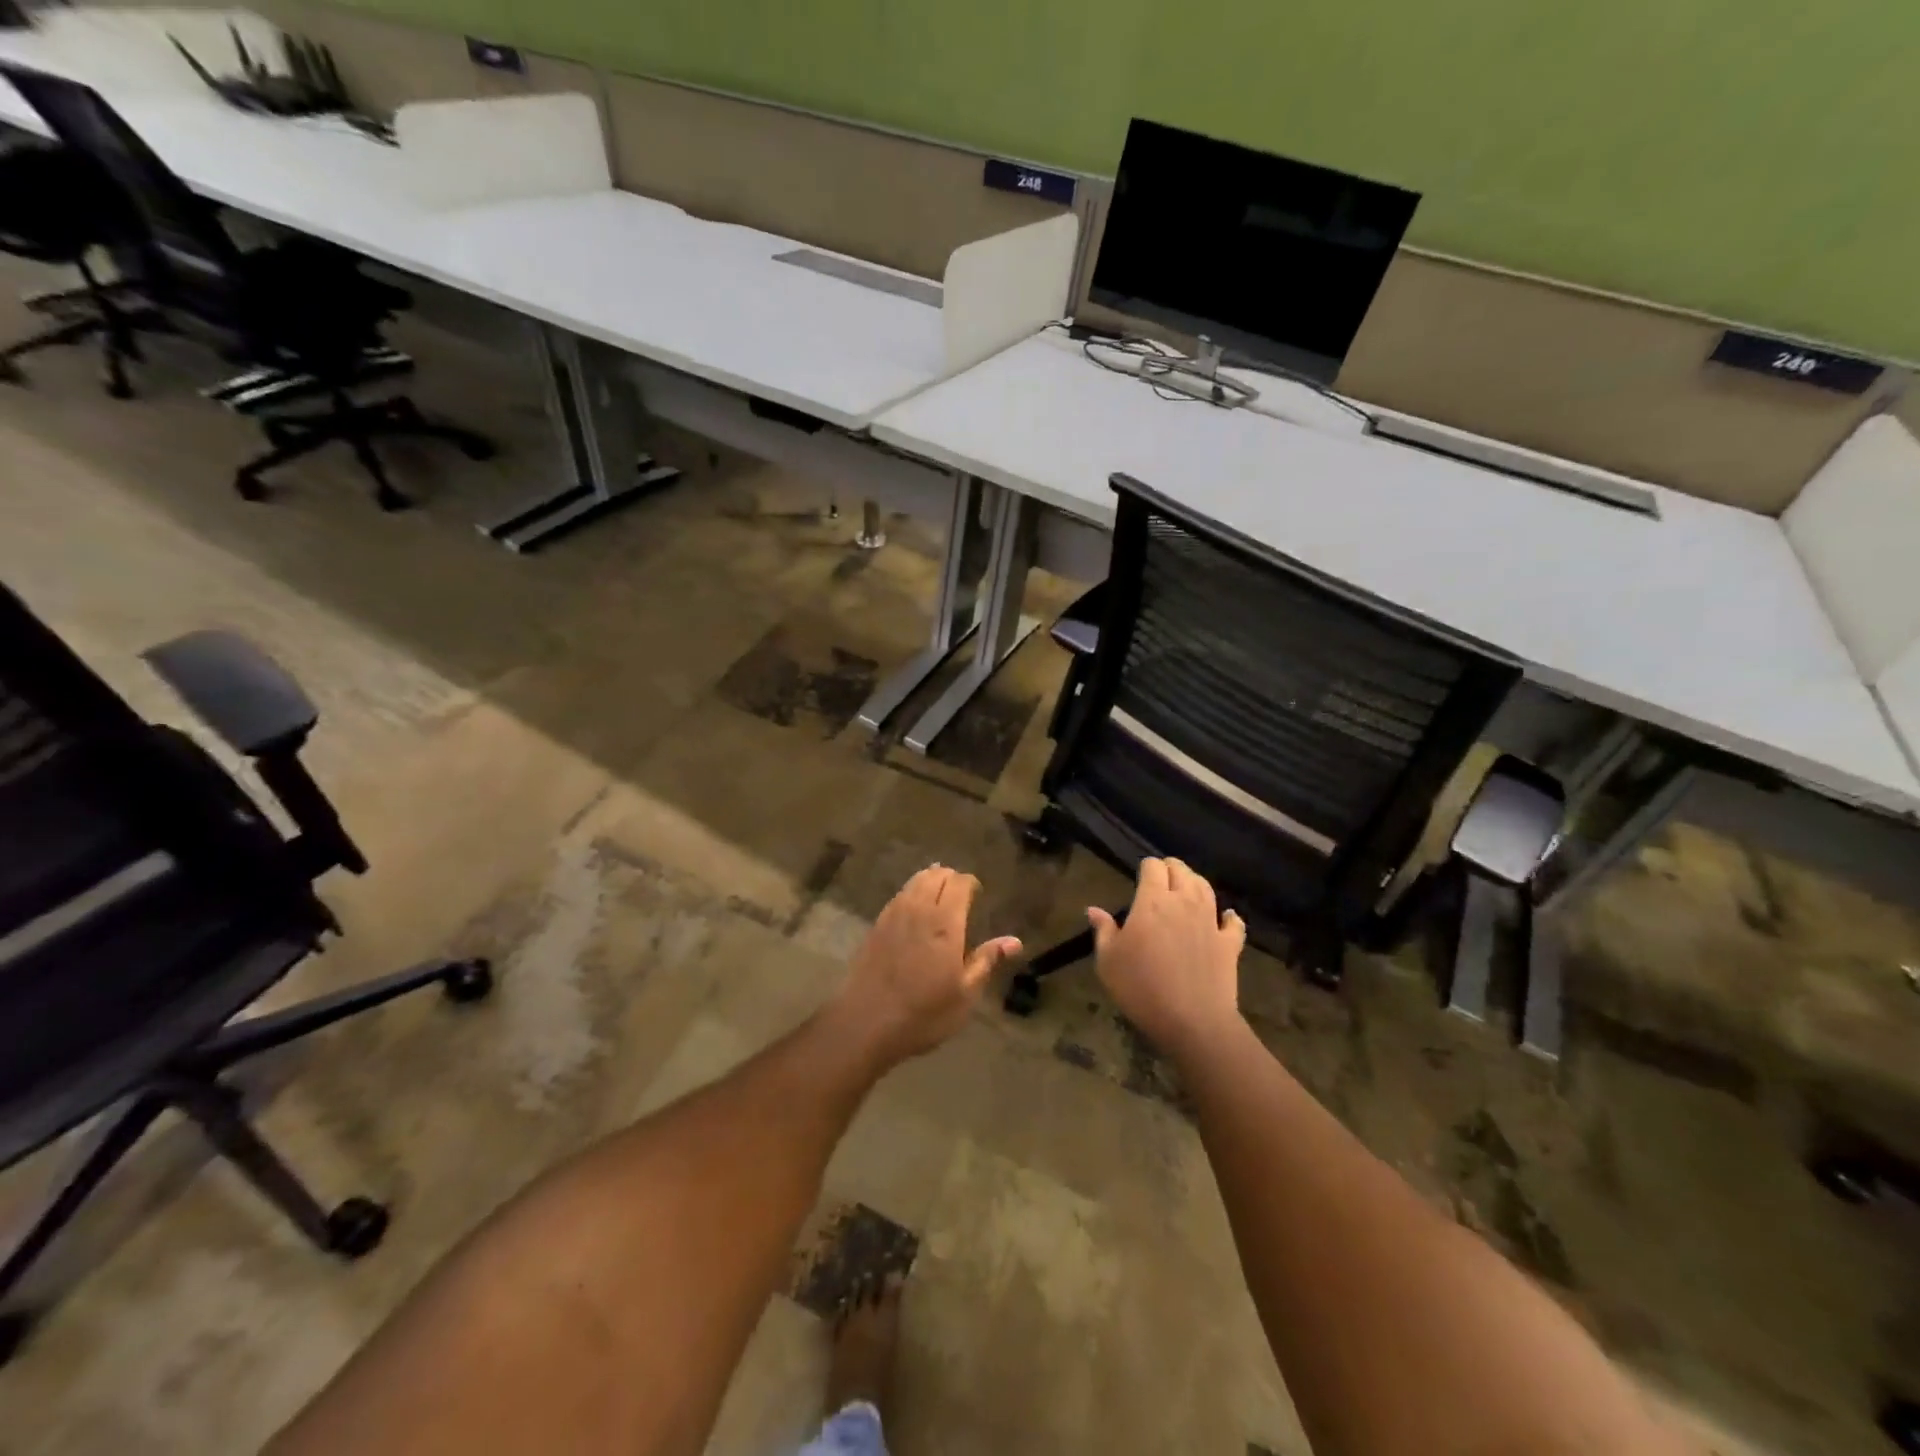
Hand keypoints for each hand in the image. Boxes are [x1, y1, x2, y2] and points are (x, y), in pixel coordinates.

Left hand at [831, 865, 1020, 1068]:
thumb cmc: (924, 1013)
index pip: (959, 883)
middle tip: (961, 893)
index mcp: (945, 922)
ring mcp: (893, 915)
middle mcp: (919, 909)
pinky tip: (914, 909)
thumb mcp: (965, 994)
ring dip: (930, 880)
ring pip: (914, 881)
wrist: (866, 1023)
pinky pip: (899, 895)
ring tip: (939, 894)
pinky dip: (911, 892)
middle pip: (935, 875)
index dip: (970, 883)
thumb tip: (1014, 941)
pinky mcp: (876, 925)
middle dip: (951, 878)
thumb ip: (987, 961)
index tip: (978, 893)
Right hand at [1091, 858, 1245, 1062]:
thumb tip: (1094, 909)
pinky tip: (1226, 917)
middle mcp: (1184, 903)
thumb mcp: (1108, 961)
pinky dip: (1229, 917)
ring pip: (1206, 888)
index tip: (1140, 876)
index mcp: (1152, 902)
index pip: (1153, 867)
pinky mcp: (1230, 944)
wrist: (1192, 1021)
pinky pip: (1234, 922)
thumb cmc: (1141, 988)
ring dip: (1195, 882)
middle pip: (1181, 871)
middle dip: (1170, 869)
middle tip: (1160, 879)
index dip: (1146, 867)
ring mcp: (1210, 922)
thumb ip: (1103, 931)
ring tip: (1186, 889)